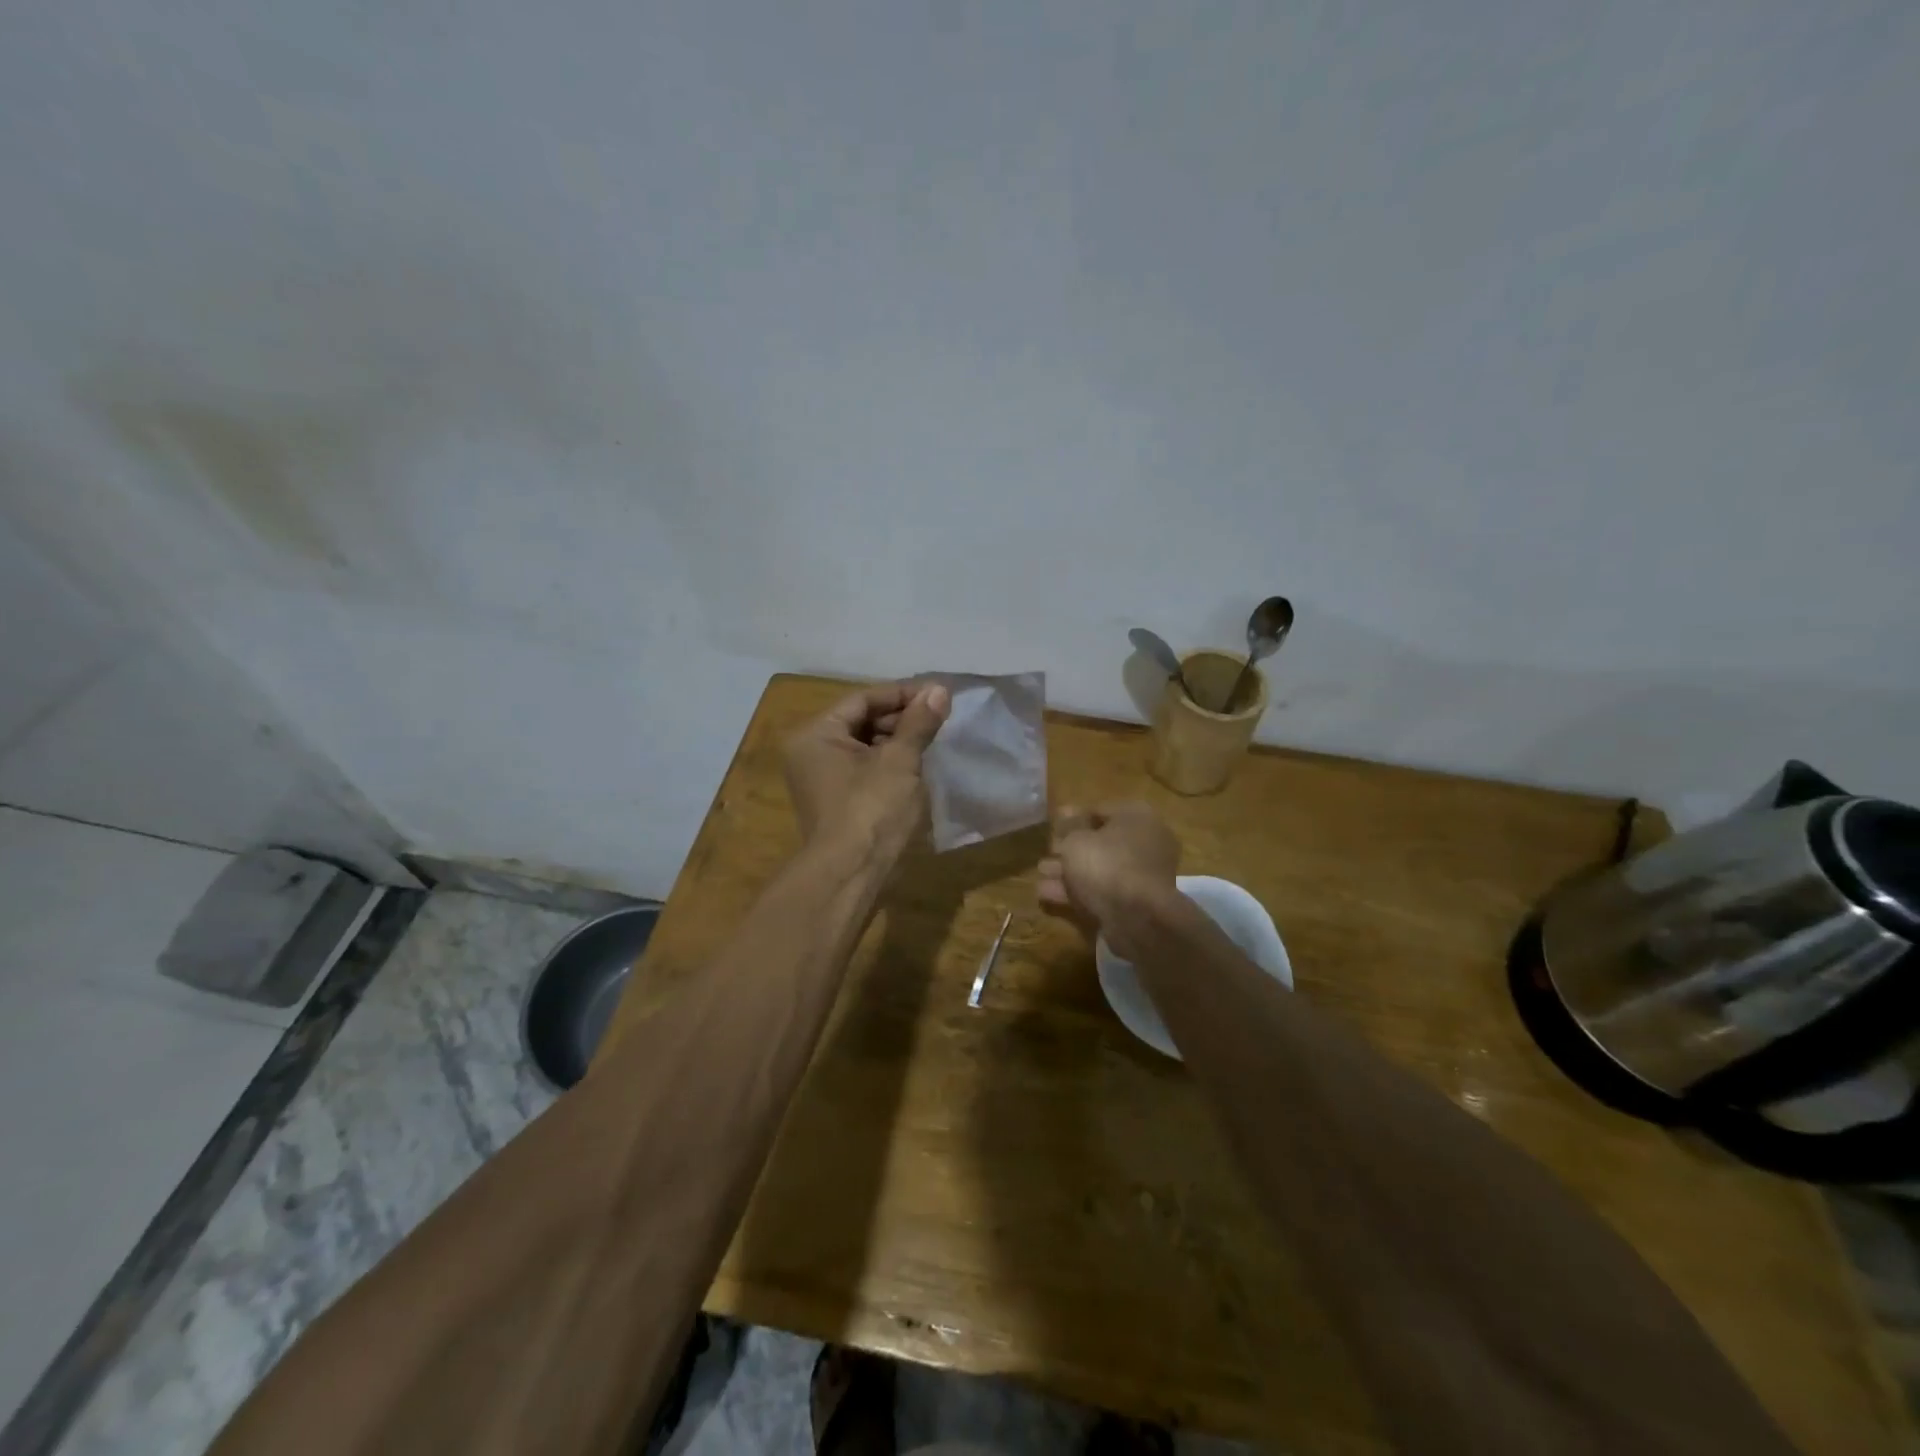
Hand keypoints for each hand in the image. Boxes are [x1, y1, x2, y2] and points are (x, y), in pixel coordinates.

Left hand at [783, 681, 950, 866]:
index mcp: (816, 734)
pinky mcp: (835, 802)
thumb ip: (919, 722)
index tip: (937, 694)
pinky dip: (888, 763)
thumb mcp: (900, 760)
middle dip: (900, 718)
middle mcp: (811, 752)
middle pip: (860, 721)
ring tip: (932, 739)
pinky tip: (917, 765)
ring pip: (864, 746)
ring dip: (897, 741)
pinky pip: (863, 769)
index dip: (902, 694)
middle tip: (939, 717)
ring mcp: (821, 779)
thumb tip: (939, 689)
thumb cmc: (872, 809)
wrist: (851, 874)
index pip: (862, 700)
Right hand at [1037, 802, 1181, 957]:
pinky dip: (1078, 892)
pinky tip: (1048, 894)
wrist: (1136, 916)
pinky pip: (1103, 891)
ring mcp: (1142, 875)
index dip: (1072, 817)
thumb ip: (1068, 828)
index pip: (1100, 810)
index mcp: (1137, 818)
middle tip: (1046, 852)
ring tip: (1040, 875)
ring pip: (1100, 869)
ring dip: (1069, 872)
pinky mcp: (1136, 903)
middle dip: (1069, 849)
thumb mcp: (1076, 840)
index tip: (1052, 826)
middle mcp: (1145, 842)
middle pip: (1101, 842)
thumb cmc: (1106, 864)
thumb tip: (1065, 814)